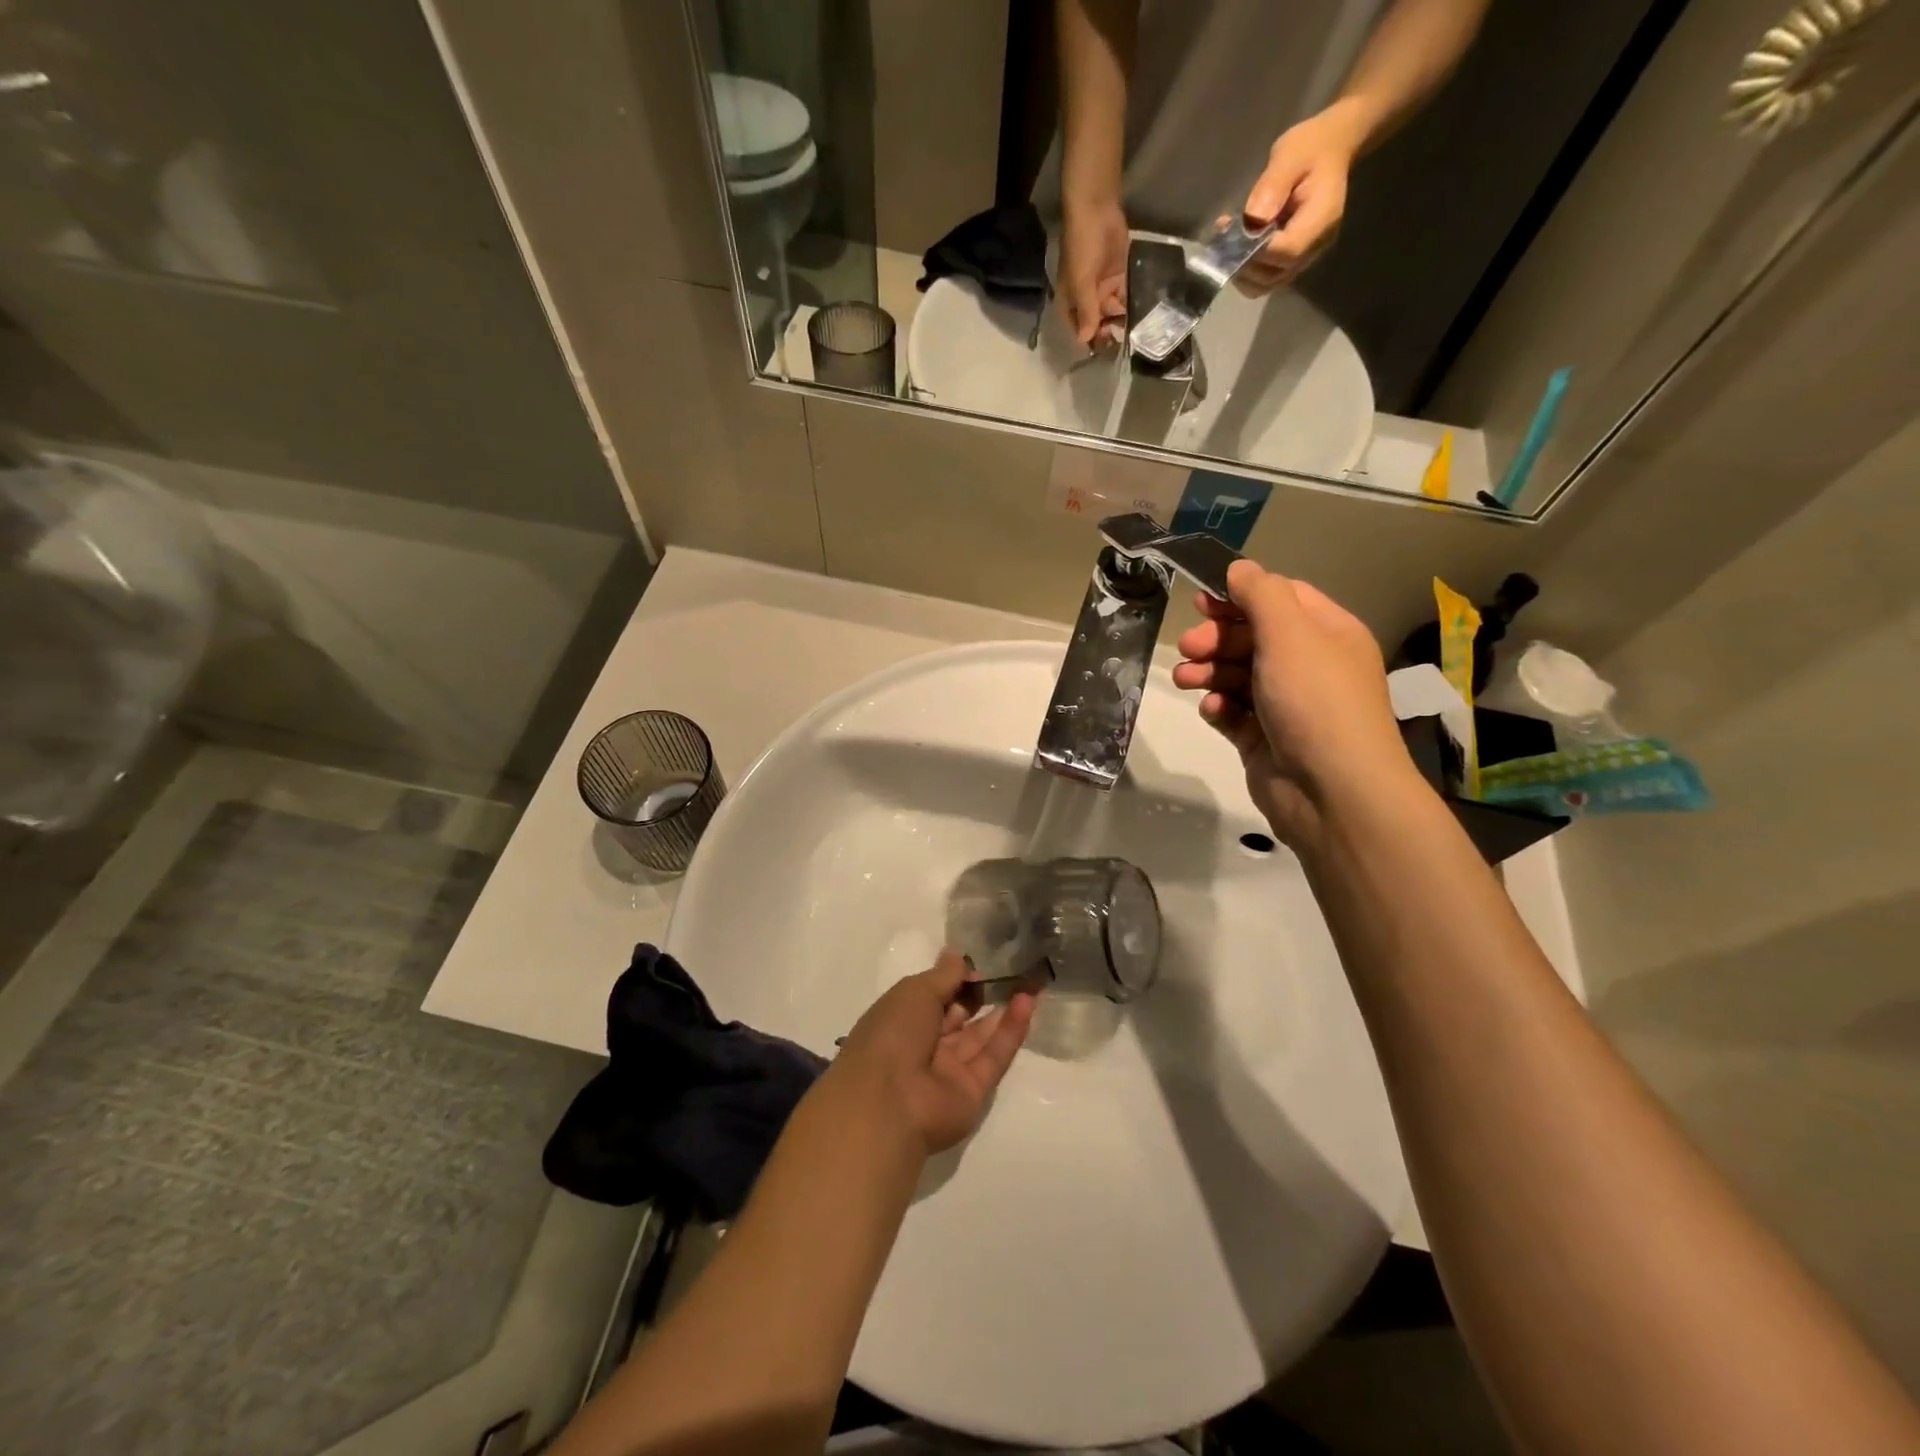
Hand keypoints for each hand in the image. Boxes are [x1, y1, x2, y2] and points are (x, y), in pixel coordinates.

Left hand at [832, 950, 1036, 1156]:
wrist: (890, 1102)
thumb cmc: (893, 1033)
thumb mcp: (916, 991)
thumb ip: (944, 975)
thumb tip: (957, 954)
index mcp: (901, 1020)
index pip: (933, 996)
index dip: (955, 979)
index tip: (979, 964)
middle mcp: (925, 1045)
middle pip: (958, 1016)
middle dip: (981, 994)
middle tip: (1012, 969)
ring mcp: (949, 1070)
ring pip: (980, 1036)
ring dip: (1003, 1009)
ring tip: (1029, 981)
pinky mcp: (974, 1091)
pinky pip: (994, 1056)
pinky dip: (1011, 1030)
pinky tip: (1028, 1002)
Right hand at [1057, 195, 1129, 347]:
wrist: (1096, 208)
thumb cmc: (1082, 247)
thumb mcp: (1081, 282)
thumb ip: (1086, 311)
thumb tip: (1086, 340)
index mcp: (1071, 304)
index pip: (1080, 332)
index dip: (1092, 343)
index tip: (1107, 353)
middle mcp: (1086, 301)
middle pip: (1098, 325)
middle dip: (1111, 334)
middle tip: (1127, 342)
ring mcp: (1103, 289)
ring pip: (1113, 312)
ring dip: (1123, 321)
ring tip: (1139, 331)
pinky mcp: (1118, 277)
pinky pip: (1125, 296)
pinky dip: (1132, 304)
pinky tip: (1144, 314)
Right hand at [1172, 560, 1413, 847]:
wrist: (1332, 791)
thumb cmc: (1314, 700)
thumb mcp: (1290, 634)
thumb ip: (1261, 595)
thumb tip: (1239, 568)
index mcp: (1327, 634)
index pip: (1280, 599)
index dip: (1239, 596)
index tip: (1200, 601)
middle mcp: (1309, 666)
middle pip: (1252, 638)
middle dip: (1216, 639)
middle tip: (1188, 647)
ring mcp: (1286, 705)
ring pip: (1237, 676)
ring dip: (1208, 672)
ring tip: (1184, 680)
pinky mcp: (1264, 740)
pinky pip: (1234, 714)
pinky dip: (1219, 708)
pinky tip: (1212, 710)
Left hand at [1236, 105, 1365, 295]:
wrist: (1331, 149)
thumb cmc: (1311, 147)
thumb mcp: (1290, 155)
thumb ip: (1273, 185)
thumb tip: (1254, 218)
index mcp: (1321, 220)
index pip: (1287, 252)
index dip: (1258, 252)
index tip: (1237, 235)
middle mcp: (1315, 247)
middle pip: (1275, 276)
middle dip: (1245, 265)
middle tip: (1226, 241)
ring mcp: (1304, 257)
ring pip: (1267, 284)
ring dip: (1242, 272)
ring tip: (1228, 245)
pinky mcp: (1292, 260)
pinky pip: (1266, 277)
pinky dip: (1247, 271)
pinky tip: (1236, 248)